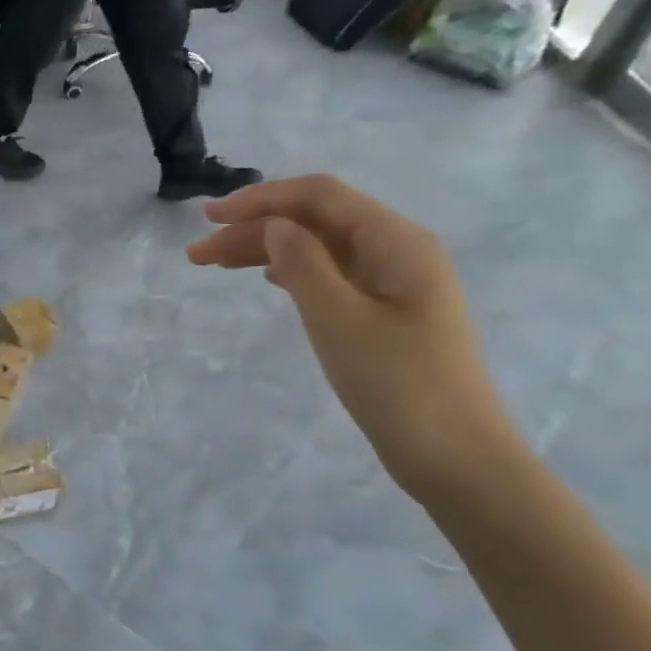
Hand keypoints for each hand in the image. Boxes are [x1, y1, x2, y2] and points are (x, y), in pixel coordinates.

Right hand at [188, 175, 516, 497]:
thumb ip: (302, 263)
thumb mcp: (337, 318)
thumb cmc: (396, 382)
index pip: (320, 196)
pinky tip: (267, 279)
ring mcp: (393, 282)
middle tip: (198, 255)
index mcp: (396, 241)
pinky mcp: (384, 311)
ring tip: (214, 266)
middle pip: (316, 220)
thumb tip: (274, 224)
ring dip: (266, 250)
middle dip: (254, 229)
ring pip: (319, 248)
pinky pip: (330, 274)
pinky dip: (290, 271)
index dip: (262, 199)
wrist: (453, 455)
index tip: (210, 218)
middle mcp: (397, 250)